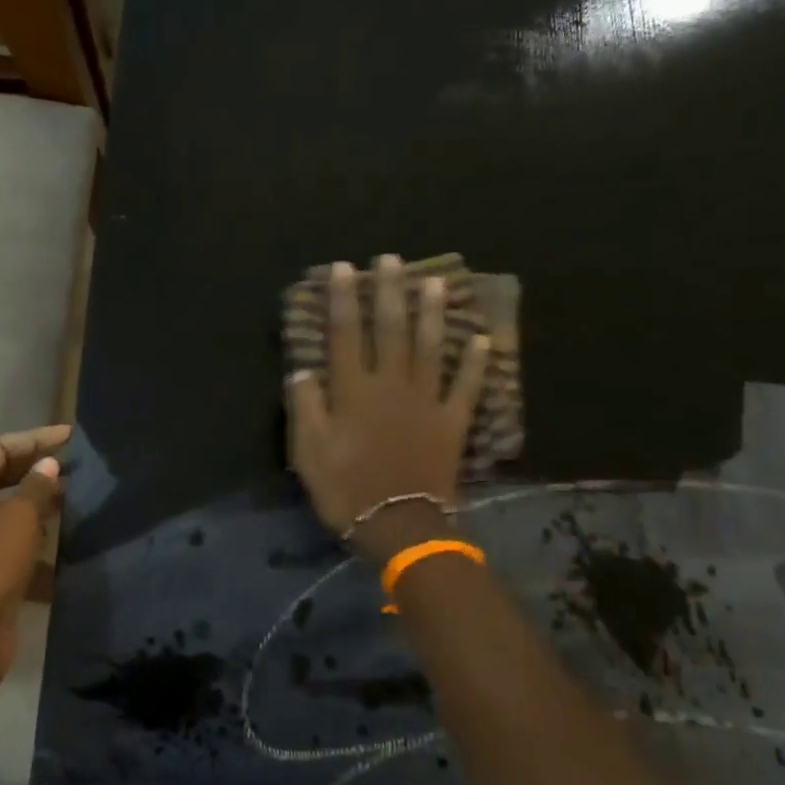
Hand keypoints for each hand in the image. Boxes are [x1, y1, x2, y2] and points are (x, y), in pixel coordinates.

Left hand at [0, 425, 70, 676]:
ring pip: (5, 503)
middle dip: (36, 464)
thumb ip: (37, 485)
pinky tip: (60, 525)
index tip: (70, 436)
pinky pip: (9, 531)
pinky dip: (33, 523)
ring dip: (36, 494)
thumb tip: (49, 465)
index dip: (35, 438)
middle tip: (74, 459)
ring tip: (73, 488)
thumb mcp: (20, 515)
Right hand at [286, 255, 488, 560]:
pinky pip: (466, 386)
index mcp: (354, 391)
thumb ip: (305, 407)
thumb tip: (302, 369)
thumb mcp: (309, 451)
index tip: (344, 268)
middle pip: (391, 330)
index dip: (343, 299)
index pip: (346, 334)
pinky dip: (475, 363)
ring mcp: (427, 401)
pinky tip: (482, 339)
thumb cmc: (347, 489)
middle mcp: (392, 385)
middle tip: (392, 258)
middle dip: (389, 292)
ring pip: (431, 347)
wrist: (400, 525)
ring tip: (435, 282)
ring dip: (432, 313)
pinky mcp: (452, 422)